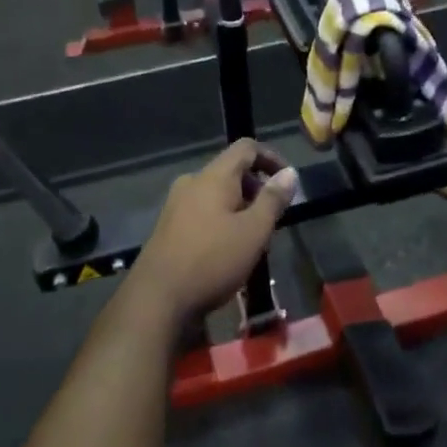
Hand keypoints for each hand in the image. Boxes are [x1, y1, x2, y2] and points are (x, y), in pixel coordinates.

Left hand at [131, 141, 298, 319]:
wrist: (157, 299)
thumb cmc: (212, 260)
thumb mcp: (254, 231)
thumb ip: (273, 199)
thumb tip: (289, 173)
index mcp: (213, 176)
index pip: (246, 148)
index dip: (271, 158)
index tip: (288, 182)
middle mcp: (192, 183)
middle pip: (231, 172)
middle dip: (257, 189)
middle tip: (274, 219)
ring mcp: (176, 205)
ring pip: (217, 195)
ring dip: (241, 208)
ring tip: (255, 240)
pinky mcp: (168, 227)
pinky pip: (203, 212)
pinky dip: (222, 221)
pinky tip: (229, 251)